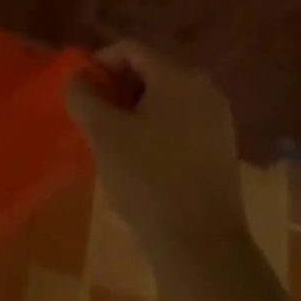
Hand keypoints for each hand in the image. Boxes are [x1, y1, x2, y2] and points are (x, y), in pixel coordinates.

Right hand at [64, 41, 244, 244]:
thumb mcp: (102, 133)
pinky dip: (157, 128)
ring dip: (135, 110)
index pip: (129, 50)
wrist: (203, 250)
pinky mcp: (223, 149)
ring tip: (114, 139)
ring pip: (165, 98)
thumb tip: (77, 75)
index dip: (99, 64)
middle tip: (94, 116)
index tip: (81, 92)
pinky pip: (182, 122)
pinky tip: (142, 159)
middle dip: (117, 88)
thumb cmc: (148, 181)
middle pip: (149, 71)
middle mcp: (204, 88)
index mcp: (178, 76)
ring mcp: (219, 120)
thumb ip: (81, 94)